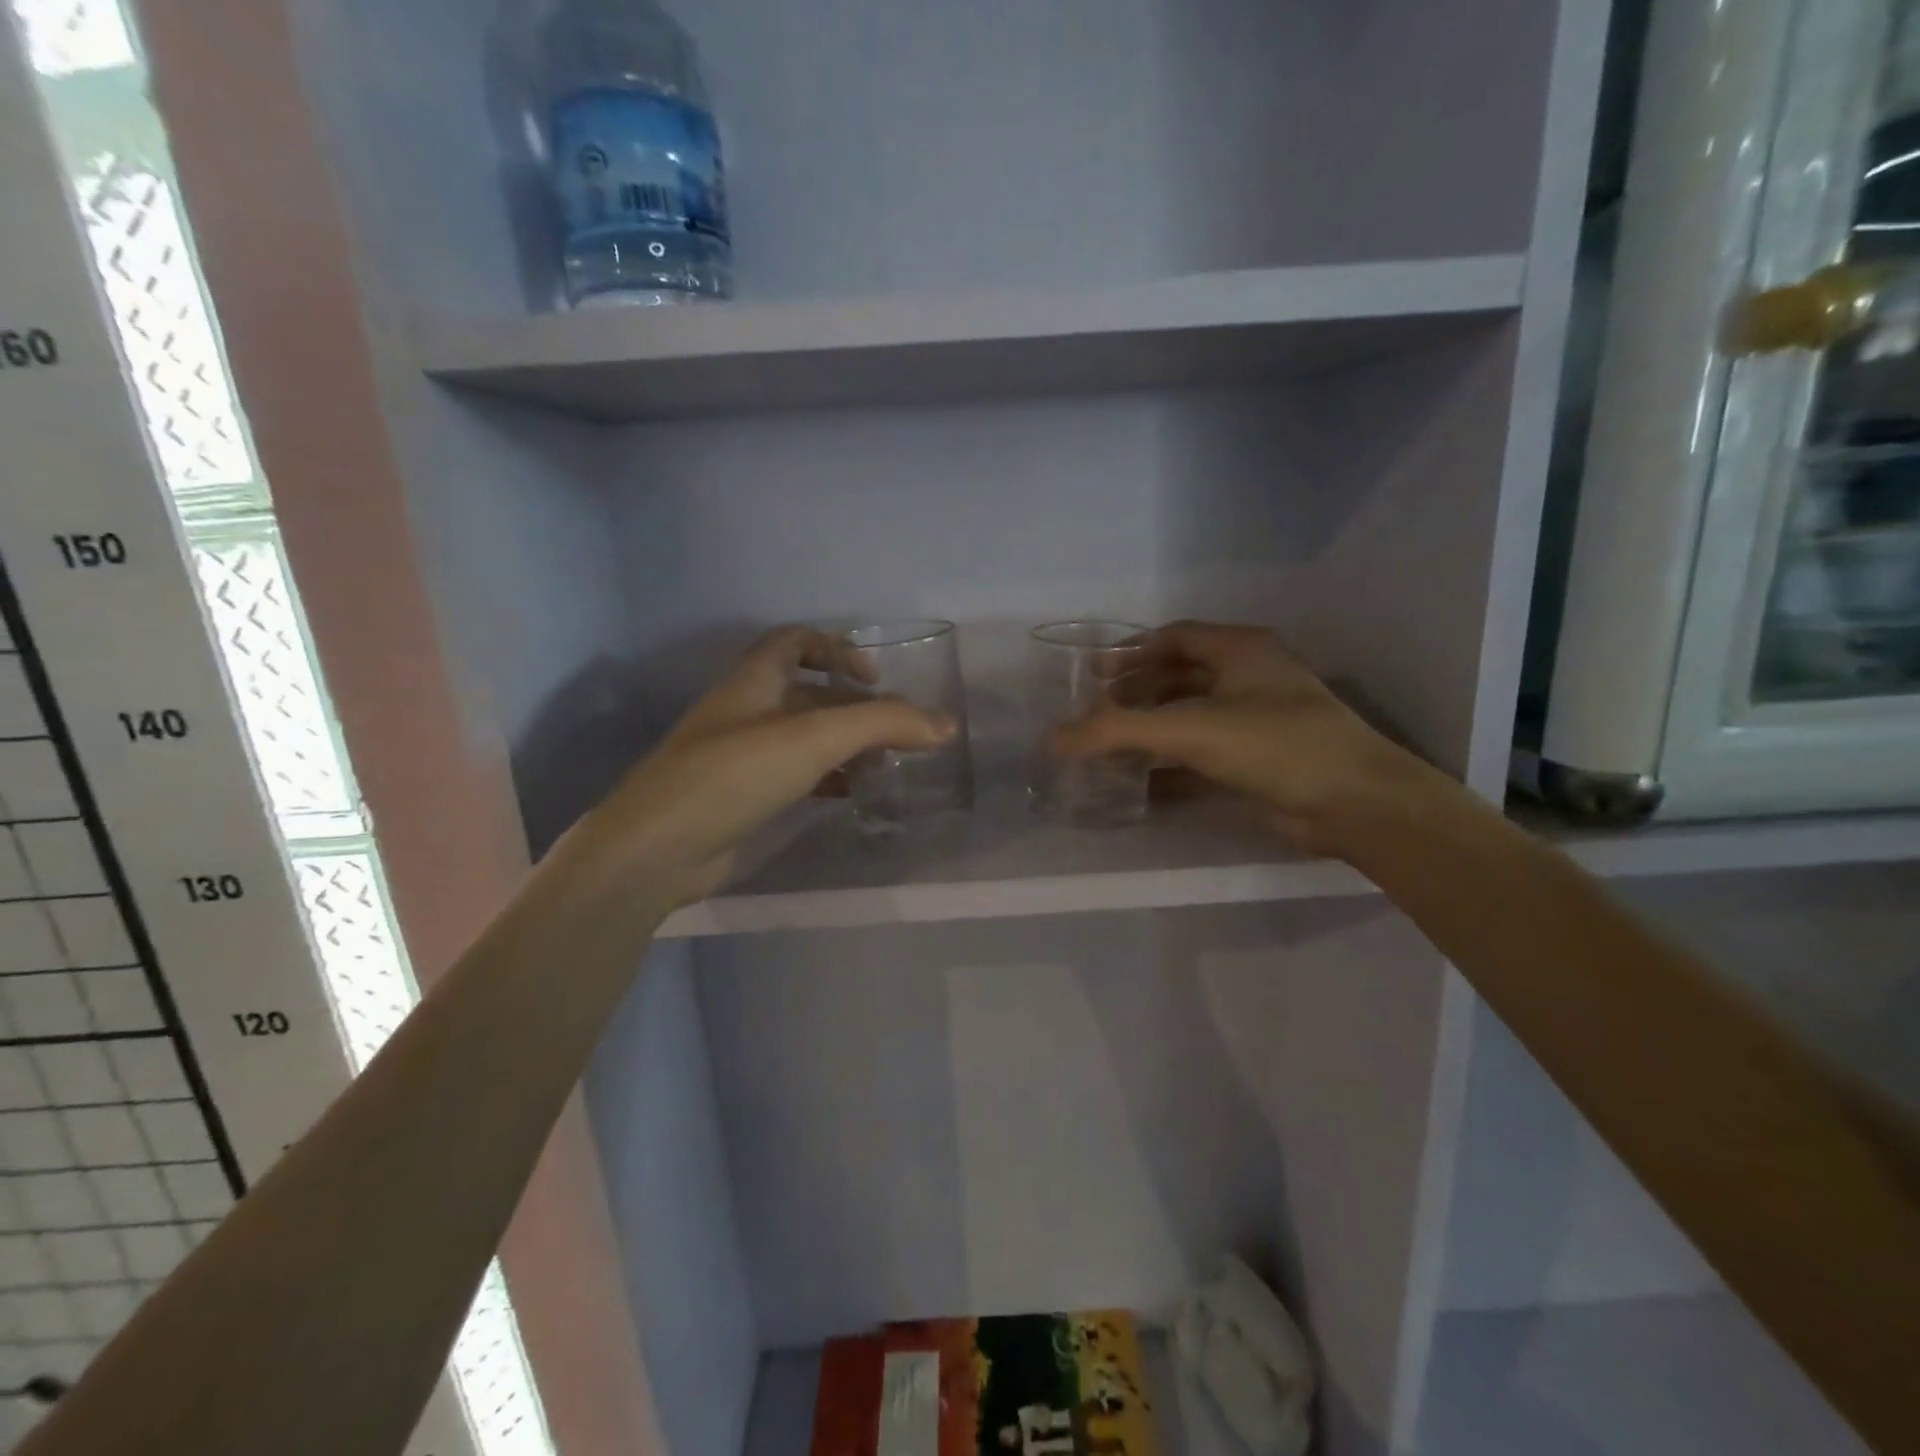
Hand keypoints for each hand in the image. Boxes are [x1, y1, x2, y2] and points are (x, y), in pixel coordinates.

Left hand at [554, 626, 953, 908]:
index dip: (836, 649)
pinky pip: (796, 776)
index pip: (794, 641)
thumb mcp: (814, 738)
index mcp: (754, 680)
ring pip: (805, 738)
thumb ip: (884, 725)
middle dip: (855, 708)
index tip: (874, 679)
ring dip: (846, 745)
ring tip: (885, 765)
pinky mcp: (745, 798)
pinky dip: (828, 778)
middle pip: (809, 694)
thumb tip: (947, 724)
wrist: (658, 849)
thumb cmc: (734, 774)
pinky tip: (851, 794)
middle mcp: (748, 711)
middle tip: (897, 733)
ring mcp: (743, 757)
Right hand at [1053, 621, 1442, 851]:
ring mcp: (1259, 721)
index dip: (1131, 653)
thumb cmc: (1272, 744)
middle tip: (1096, 714)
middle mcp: (1250, 677)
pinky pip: (1204, 755)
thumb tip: (1052, 740)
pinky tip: (1142, 784)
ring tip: (1109, 748)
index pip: (1174, 637)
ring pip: (1191, 717)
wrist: (1353, 803)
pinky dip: (1172, 766)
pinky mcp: (1262, 761)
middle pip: (1179, 677)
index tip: (1093, 675)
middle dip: (1136, 694)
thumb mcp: (1187, 729)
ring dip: (1151, 731)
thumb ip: (1115, 732)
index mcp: (1240, 650)